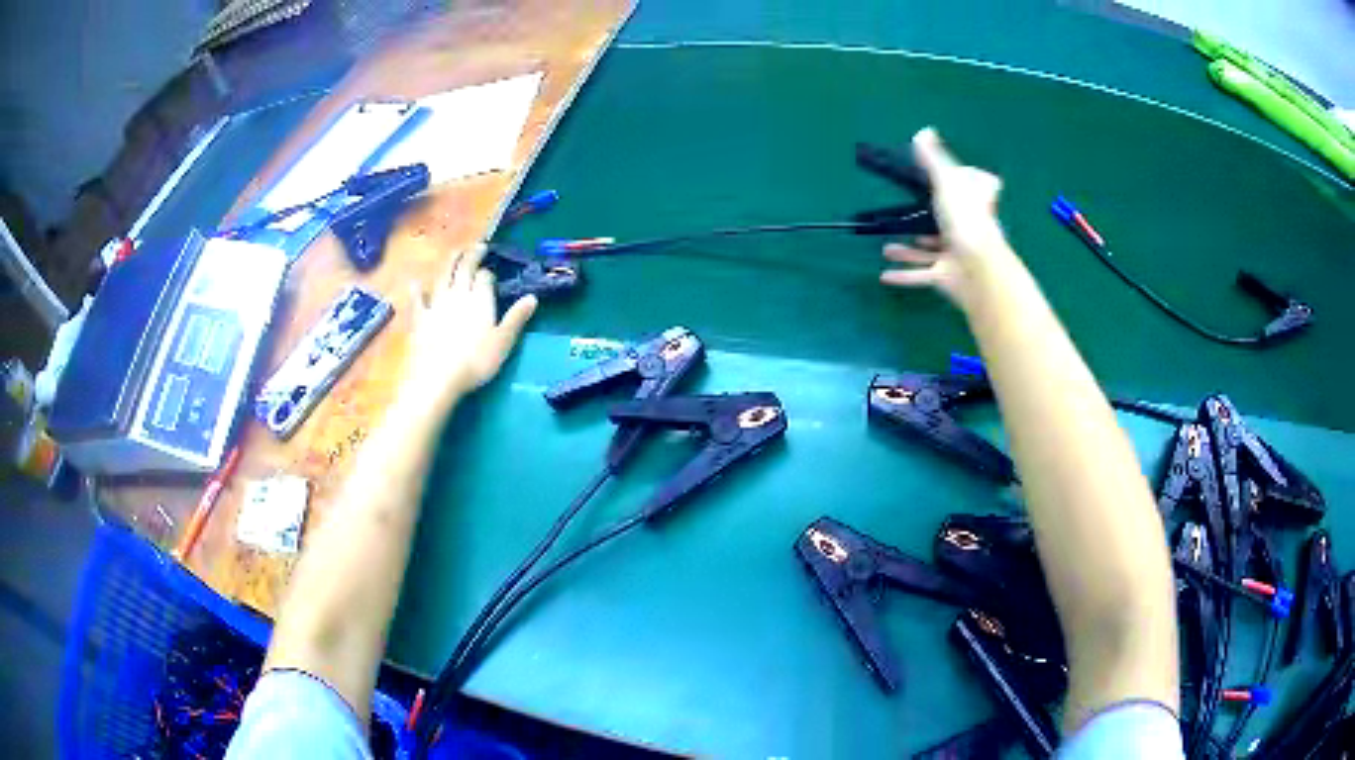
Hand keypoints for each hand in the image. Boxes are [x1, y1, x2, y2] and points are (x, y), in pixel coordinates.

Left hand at [404, 243, 536, 409]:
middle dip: (471, 255)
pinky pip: (418, 299)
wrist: (437, 377)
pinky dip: (418, 289)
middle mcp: (458, 294)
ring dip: (449, 262)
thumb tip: (532, 297)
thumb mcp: (503, 342)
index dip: (488, 273)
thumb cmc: (476, 362)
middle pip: (464, 268)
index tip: (492, 273)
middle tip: (477, 246)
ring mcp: (436, 304)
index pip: (485, 277)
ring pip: (443, 276)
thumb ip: (516, 318)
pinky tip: (416, 283)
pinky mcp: (420, 318)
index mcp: (480, 299)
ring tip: (455, 252)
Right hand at [880, 128, 1011, 308]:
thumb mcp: (947, 181)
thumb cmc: (965, 219)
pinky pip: (922, 276)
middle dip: (929, 220)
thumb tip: (924, 130)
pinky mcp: (946, 277)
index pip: (981, 188)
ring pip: (932, 250)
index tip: (959, 178)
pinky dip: (904, 276)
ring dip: (911, 250)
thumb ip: (933, 158)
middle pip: (952, 221)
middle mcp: (968, 229)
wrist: (977, 267)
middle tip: (908, 214)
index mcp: (975, 204)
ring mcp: (957, 255)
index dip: (973, 183)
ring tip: (886, 248)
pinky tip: (884, 275)